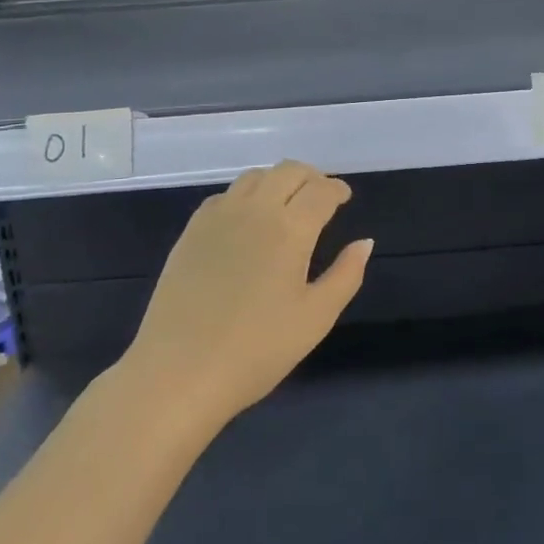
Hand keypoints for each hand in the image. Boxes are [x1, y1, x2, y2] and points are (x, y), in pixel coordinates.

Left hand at [118, 161, 373, 430]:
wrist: (178, 372)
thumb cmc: (256, 350)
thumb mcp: (315, 318)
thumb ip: (346, 275)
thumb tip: (364, 242)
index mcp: (289, 229)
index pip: (320, 190)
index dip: (337, 189)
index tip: (344, 198)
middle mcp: (254, 210)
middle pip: (287, 171)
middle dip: (310, 177)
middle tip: (321, 197)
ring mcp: (217, 217)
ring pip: (254, 177)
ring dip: (278, 181)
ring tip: (287, 203)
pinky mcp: (191, 231)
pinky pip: (225, 195)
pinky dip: (246, 195)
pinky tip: (248, 220)